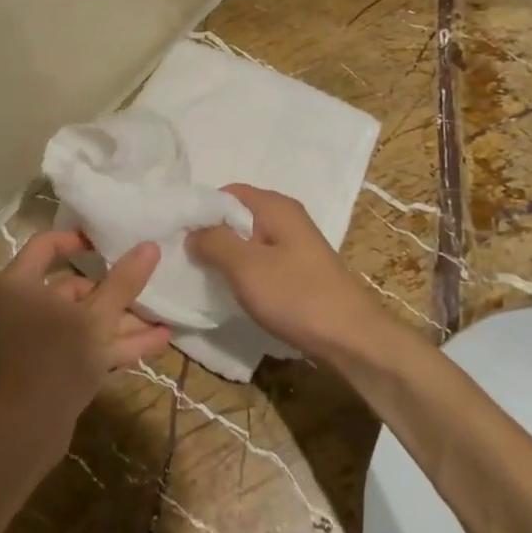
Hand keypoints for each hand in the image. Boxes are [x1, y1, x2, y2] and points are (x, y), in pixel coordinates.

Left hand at [0, 232, 170, 473]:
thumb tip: (150, 246)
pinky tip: (157, 340)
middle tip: (149, 286)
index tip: (109, 241)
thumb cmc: (56, 359)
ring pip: (85, 319)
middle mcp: (26, 306)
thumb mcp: (97, 318)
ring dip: (123, 319)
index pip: (46, 245)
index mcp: (21, 284)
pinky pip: (86, 343)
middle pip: (74, 287)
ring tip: (163, 316)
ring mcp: (39, 338)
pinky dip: (116, 342)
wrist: (27, 432)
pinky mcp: (53, 365)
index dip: (77, 239)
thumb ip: (124, 282)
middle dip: (116, 291)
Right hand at [186, 185, 385, 361]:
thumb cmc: (297, 297)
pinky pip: (261, 259)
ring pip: (248, 240)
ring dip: (226, 256)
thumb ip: (214, 242)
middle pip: (237, 216)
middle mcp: (286, 217)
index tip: (178, 236)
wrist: (352, 339)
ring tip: (204, 277)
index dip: (200, 210)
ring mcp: (294, 244)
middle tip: (186, 259)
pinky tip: (233, 290)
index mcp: (275, 206)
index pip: (226, 193)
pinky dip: (244, 271)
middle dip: (211, 234)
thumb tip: (192, 230)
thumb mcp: (246, 267)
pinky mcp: (298, 269)